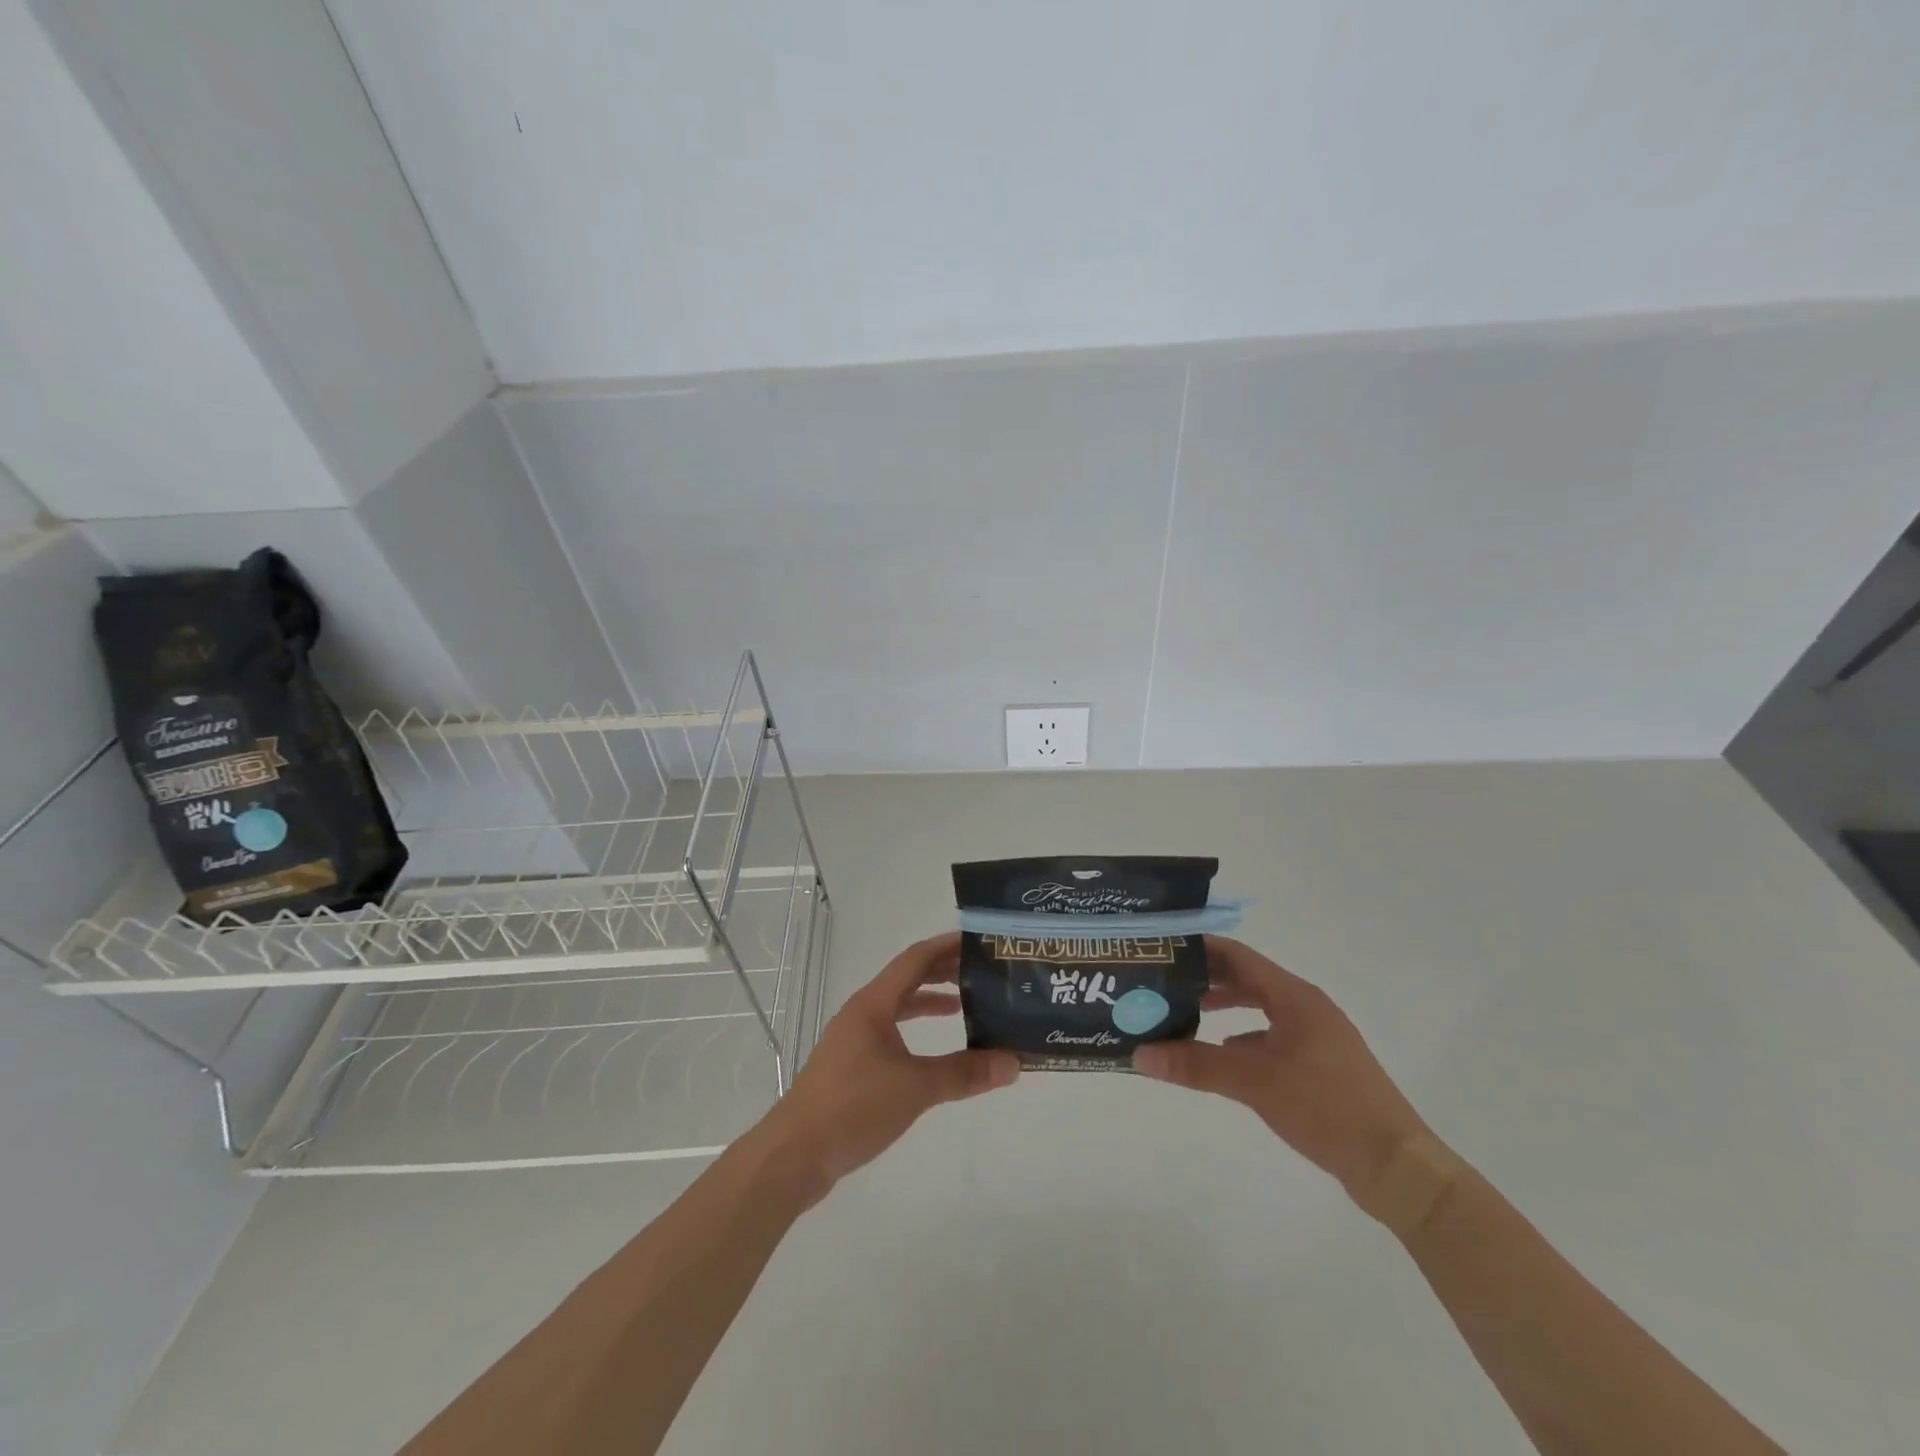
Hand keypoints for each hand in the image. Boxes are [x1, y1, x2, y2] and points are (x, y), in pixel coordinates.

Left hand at [757, 931, 1018, 1199]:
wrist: (795, 1154)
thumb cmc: (853, 1107)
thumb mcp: (916, 1088)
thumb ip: (964, 1073)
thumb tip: (1013, 1063)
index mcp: (874, 1004)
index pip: (915, 959)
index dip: (946, 946)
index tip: (979, 940)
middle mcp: (862, 1013)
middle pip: (907, 979)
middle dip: (943, 972)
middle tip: (982, 972)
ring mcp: (854, 1039)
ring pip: (898, 1007)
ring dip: (929, 1002)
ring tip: (966, 1006)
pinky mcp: (851, 1066)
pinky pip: (891, 1033)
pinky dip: (916, 1031)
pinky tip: (933, 1051)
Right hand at [1133, 937, 1431, 1198]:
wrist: (1398, 1167)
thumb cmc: (1326, 1107)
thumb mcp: (1255, 1082)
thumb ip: (1196, 1065)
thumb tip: (1139, 1054)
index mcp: (1294, 997)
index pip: (1238, 956)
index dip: (1200, 948)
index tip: (1163, 949)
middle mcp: (1306, 1007)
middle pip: (1248, 979)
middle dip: (1206, 978)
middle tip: (1164, 982)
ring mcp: (1317, 1037)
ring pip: (1261, 1008)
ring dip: (1225, 1008)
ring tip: (1186, 1014)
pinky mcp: (1322, 1066)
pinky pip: (1273, 1036)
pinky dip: (1244, 1038)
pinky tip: (1224, 1057)